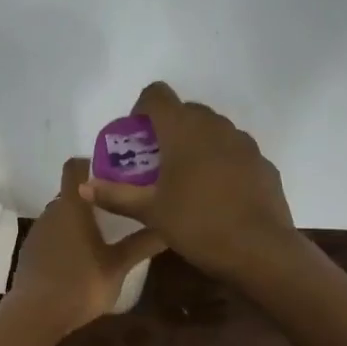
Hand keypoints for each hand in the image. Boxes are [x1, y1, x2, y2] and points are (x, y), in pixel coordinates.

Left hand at [7, 158, 167, 335]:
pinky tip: (83, 257)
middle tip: (120, 205)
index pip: (74, 167)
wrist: (35, 315)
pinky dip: (67, 237)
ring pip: (62, 215)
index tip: (114, 172)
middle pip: (71, 192)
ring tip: (105, 232)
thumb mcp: (118, 266)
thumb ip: (142, 244)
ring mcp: (38, 232)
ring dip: (80, 219)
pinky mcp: (31, 252)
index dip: (91, 163)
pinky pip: (52, 234)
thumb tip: (168, 228)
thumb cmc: (80, 283)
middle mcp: (51, 211)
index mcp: (71, 205)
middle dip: (93, 196)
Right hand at [81, 82, 296, 280]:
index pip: (157, 95)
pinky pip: (234, 151)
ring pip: (213, 129)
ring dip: (196, 143)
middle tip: (156, 161)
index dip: (142, 108)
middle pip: (185, 110)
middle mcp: (215, 126)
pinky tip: (217, 194)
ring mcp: (244, 143)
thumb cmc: (198, 224)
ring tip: (186, 178)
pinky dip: (221, 161)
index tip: (137, 137)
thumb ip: (115, 195)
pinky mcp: (263, 163)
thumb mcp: (150, 212)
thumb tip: (83, 186)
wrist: (262, 251)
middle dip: (168, 128)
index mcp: (183, 130)